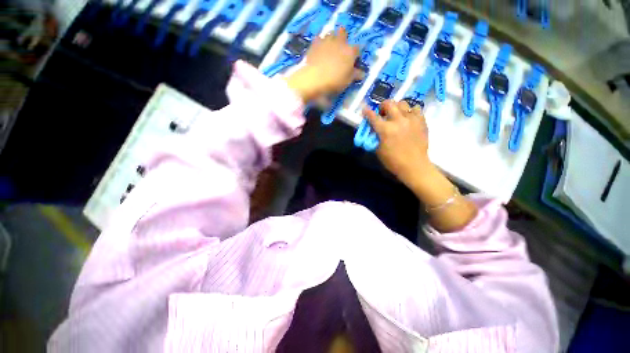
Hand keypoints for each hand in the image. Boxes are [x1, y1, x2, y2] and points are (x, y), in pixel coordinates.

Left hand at [285, 28, 359, 101]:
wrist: (314, 78)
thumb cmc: (334, 81)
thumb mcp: (347, 81)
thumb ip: (355, 75)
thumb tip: (362, 73)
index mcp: (350, 51)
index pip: (357, 49)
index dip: (355, 55)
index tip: (353, 61)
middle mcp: (340, 42)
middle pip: (343, 33)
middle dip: (343, 38)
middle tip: (340, 49)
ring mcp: (326, 40)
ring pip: (331, 33)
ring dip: (331, 39)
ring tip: (329, 48)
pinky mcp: (314, 43)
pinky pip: (318, 39)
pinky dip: (319, 42)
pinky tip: (318, 49)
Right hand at [363, 100, 430, 187]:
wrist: (414, 166)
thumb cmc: (393, 161)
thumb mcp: (378, 150)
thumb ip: (375, 137)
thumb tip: (374, 129)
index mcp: (385, 130)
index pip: (373, 116)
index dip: (367, 112)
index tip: (365, 110)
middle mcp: (398, 121)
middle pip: (388, 103)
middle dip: (382, 106)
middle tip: (382, 113)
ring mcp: (411, 119)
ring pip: (402, 103)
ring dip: (396, 107)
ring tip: (395, 115)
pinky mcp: (421, 121)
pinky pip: (415, 109)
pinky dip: (409, 111)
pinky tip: (407, 118)